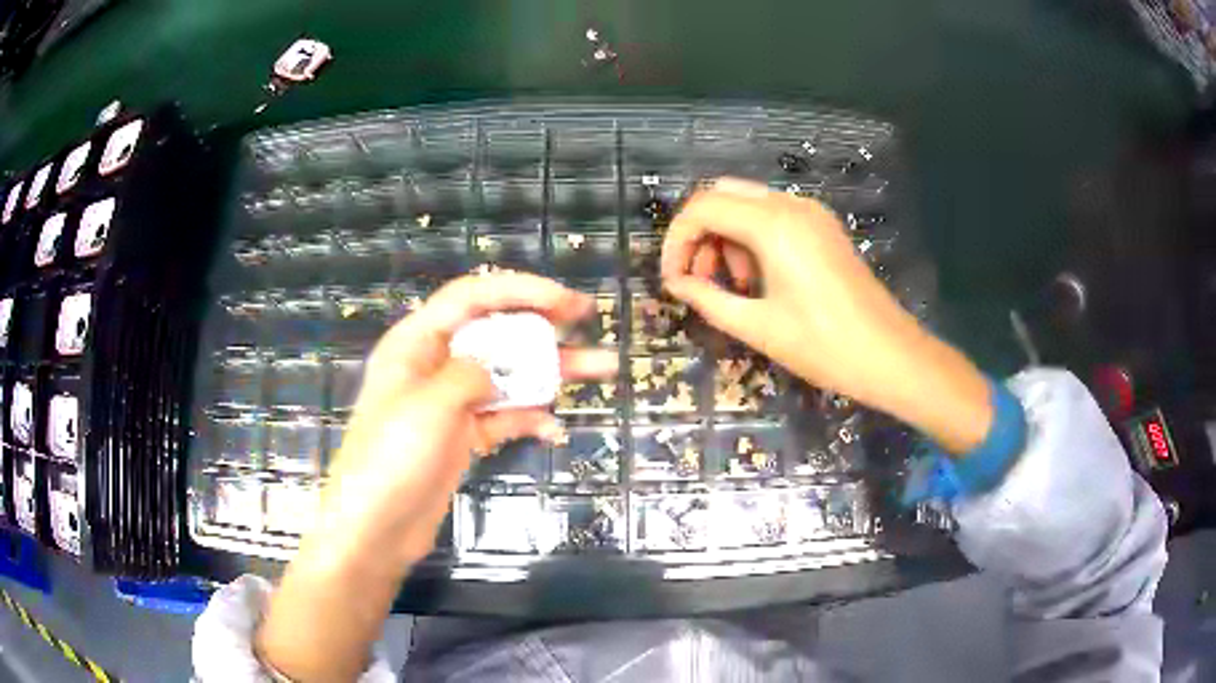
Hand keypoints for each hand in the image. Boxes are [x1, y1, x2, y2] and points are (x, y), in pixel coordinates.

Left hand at [321, 272, 615, 564]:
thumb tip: (492, 373)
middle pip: (494, 331)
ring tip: (602, 367)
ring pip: (507, 374)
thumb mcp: (429, 405)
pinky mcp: (462, 436)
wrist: (376, 528)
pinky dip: (529, 417)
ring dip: (551, 371)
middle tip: (587, 317)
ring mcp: (450, 402)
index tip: (563, 300)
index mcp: (416, 342)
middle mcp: (434, 365)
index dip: (518, 290)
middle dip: (541, 323)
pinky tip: (554, 428)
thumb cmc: (392, 458)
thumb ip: (469, 374)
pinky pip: (503, 416)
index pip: (470, 297)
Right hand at [661, 178, 990, 453]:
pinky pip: (773, 215)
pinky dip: (752, 237)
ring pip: (747, 203)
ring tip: (734, 286)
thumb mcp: (758, 327)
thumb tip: (676, 284)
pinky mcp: (823, 226)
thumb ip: (708, 299)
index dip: (676, 241)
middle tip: (700, 280)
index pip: (703, 208)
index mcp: (773, 225)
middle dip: (700, 234)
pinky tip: (760, 278)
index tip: (673, 280)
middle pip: (722, 196)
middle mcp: (791, 205)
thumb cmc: (824, 346)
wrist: (890, 356)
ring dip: (726, 236)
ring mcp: (812, 213)